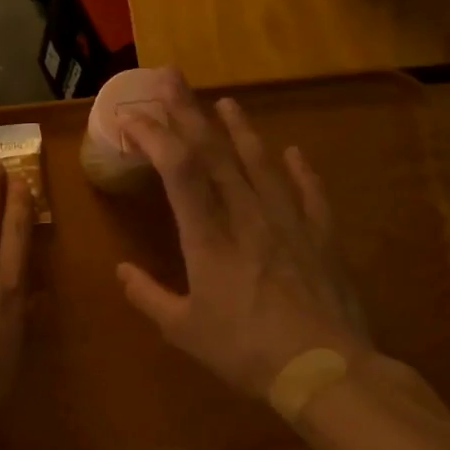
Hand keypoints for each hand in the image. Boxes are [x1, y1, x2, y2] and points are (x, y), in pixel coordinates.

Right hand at [117, 82, 371, 402]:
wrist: (326, 371)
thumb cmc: (246, 351)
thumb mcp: (184, 331)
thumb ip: (149, 296)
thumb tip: (122, 271)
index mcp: (209, 238)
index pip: (179, 171)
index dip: (155, 137)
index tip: (133, 117)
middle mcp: (247, 217)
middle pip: (215, 153)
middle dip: (187, 112)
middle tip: (170, 78)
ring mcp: (289, 222)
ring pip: (260, 163)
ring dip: (239, 130)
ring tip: (225, 102)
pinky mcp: (321, 237)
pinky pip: (309, 193)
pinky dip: (299, 170)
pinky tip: (293, 151)